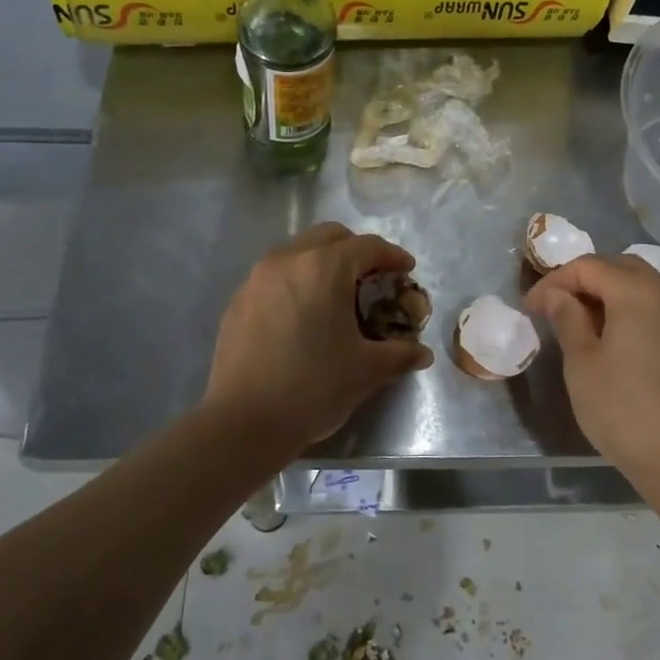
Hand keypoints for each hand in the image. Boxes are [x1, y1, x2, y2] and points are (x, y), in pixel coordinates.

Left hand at [204, 223, 431, 456]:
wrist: (243, 423)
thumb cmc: (313, 388)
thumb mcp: (367, 371)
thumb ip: (399, 354)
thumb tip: (421, 353)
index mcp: (324, 268)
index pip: (367, 246)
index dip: (392, 256)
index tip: (406, 271)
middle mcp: (288, 260)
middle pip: (330, 237)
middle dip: (356, 251)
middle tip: (372, 279)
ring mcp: (257, 279)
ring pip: (298, 252)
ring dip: (323, 263)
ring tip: (337, 296)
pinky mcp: (238, 301)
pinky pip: (275, 276)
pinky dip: (297, 282)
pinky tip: (303, 316)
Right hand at [525, 254, 659, 487]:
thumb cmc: (623, 408)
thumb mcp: (582, 362)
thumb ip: (567, 318)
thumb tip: (556, 294)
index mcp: (636, 290)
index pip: (587, 266)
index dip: (553, 281)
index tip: (529, 308)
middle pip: (618, 267)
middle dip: (582, 280)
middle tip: (553, 307)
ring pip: (640, 286)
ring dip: (607, 294)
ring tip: (578, 322)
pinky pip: (655, 307)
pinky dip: (629, 310)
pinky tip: (611, 338)